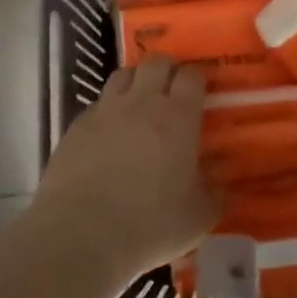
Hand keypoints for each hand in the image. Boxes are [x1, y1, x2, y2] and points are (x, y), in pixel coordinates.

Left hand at [31, 55, 220, 280]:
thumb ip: (215, 194)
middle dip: (168, 69)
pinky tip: (110, 133)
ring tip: (140, 103)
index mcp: (178, 117)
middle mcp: (142, 103)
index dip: (199, 76)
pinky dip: (108, 109)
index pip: (192, 75)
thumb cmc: (150, 224)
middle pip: (157, 62)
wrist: (80, 234)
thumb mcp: (198, 217)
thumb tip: (220, 183)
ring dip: (136, 81)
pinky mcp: (76, 127)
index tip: (203, 89)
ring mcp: (105, 111)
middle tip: (173, 90)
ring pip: (123, 74)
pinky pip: (98, 104)